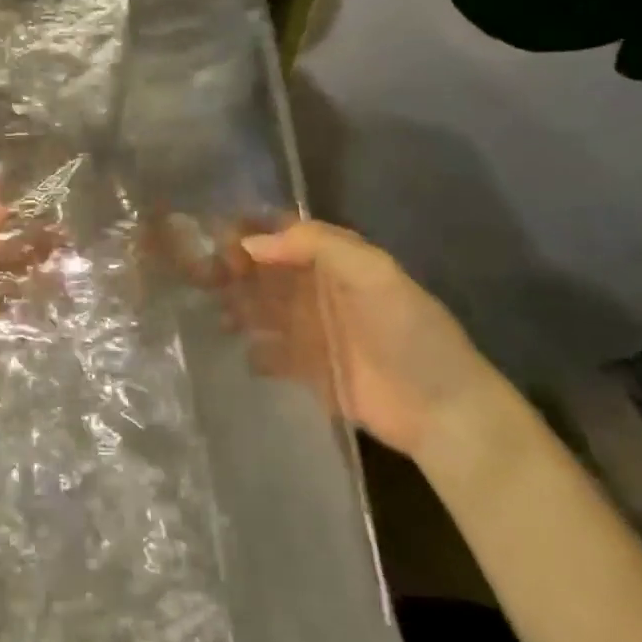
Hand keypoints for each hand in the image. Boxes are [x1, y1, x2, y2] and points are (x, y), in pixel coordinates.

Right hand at [235, 221, 505, 466]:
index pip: (280, 234)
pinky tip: (238, 349)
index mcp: (331, 259)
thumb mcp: (373, 273)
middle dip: (230, 266)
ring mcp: (308, 330)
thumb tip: (250, 244)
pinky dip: (250, 350)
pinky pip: (266, 353)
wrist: (443, 411)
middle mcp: (314, 289)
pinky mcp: (305, 370)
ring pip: (258, 308)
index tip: (212, 233)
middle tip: (199, 273)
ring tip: (211, 310)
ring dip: (234, 304)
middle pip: (262, 270)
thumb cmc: (409, 332)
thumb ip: (316, 245)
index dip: (247, 229)